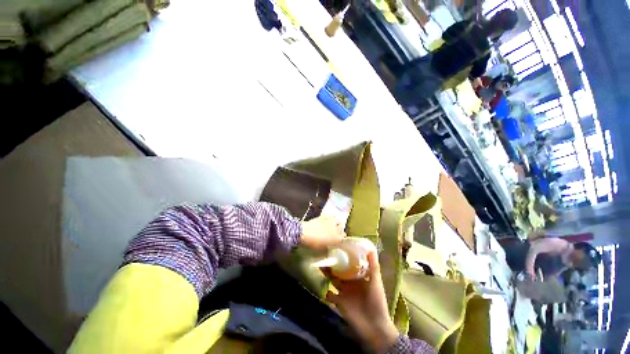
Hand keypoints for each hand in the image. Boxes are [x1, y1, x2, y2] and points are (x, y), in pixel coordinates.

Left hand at [300, 215, 344, 248]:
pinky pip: (328, 215)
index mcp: (336, 238)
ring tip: (332, 223)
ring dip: (335, 221)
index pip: (343, 236)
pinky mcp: (323, 217)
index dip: (341, 236)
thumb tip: (331, 243)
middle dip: (339, 227)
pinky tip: (325, 218)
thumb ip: (329, 244)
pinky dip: (327, 217)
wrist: (305, 233)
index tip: (340, 237)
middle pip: (341, 226)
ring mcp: (329, 221)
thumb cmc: (314, 243)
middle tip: (336, 229)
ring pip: (336, 219)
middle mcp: (335, 229)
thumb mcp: (323, 247)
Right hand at [325, 251, 398, 352]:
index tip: (338, 246)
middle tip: (326, 254)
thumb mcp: (376, 282)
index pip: (350, 264)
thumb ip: (373, 266)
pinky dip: (327, 292)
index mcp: (359, 277)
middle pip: (340, 270)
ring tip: (321, 265)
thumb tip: (371, 249)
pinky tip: (325, 287)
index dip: (345, 256)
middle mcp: (350, 282)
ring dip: (328, 274)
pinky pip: (330, 295)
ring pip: (334, 280)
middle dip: (333, 264)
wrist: (374, 326)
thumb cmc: (377, 301)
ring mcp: (344, 292)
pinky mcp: (339, 302)